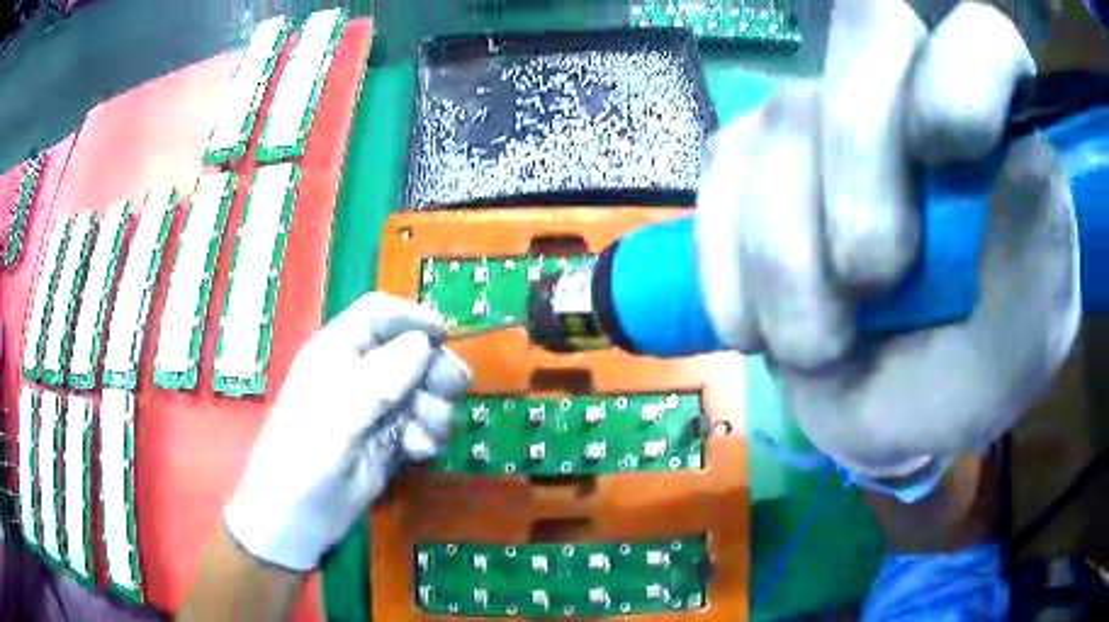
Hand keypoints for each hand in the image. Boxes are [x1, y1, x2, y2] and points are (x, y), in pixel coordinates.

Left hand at [224, 292, 470, 570]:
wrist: (298, 520)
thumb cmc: (303, 460)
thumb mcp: (337, 418)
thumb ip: (380, 380)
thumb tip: (424, 344)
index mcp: (336, 353)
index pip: (377, 314)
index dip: (411, 317)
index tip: (443, 336)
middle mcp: (360, 375)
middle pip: (410, 352)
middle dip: (434, 370)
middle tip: (449, 392)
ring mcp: (376, 410)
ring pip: (423, 391)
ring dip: (434, 409)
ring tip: (423, 435)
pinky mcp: (390, 441)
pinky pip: (423, 426)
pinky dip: (429, 436)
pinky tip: (419, 453)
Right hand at [697, 0, 1078, 479]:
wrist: (890, 413)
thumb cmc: (972, 380)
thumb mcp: (1024, 345)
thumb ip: (1040, 259)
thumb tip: (1022, 155)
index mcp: (1001, 130)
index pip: (985, 34)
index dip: (966, 65)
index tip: (950, 149)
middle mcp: (913, 92)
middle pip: (868, 32)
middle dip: (862, 162)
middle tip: (873, 278)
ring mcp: (825, 116)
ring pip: (785, 123)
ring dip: (792, 259)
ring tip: (821, 345)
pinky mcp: (754, 158)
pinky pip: (721, 177)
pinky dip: (731, 266)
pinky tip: (758, 326)